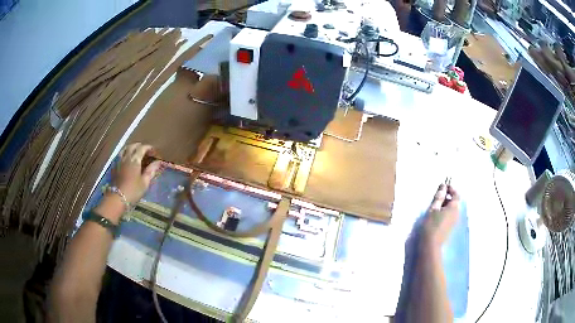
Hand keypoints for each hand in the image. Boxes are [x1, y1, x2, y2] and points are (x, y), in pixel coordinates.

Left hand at [112, 143, 161, 203]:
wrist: (117, 198)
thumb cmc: (133, 191)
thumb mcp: (145, 183)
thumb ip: (151, 171)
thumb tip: (158, 162)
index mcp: (135, 160)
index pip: (142, 148)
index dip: (148, 147)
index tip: (153, 151)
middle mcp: (126, 157)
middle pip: (132, 146)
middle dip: (139, 146)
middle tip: (144, 151)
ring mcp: (119, 161)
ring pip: (124, 148)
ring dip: (130, 148)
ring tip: (134, 152)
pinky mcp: (114, 166)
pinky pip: (119, 155)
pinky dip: (124, 153)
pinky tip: (126, 159)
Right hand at [421, 184, 459, 248]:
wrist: (431, 245)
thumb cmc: (431, 225)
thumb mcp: (433, 208)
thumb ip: (439, 196)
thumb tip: (443, 185)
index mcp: (454, 207)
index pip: (456, 194)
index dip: (450, 188)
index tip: (442, 187)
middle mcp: (457, 213)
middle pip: (454, 201)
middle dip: (447, 197)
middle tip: (436, 197)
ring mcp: (454, 221)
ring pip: (452, 209)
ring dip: (445, 205)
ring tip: (435, 207)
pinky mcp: (450, 227)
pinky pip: (450, 216)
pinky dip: (445, 212)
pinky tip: (436, 216)